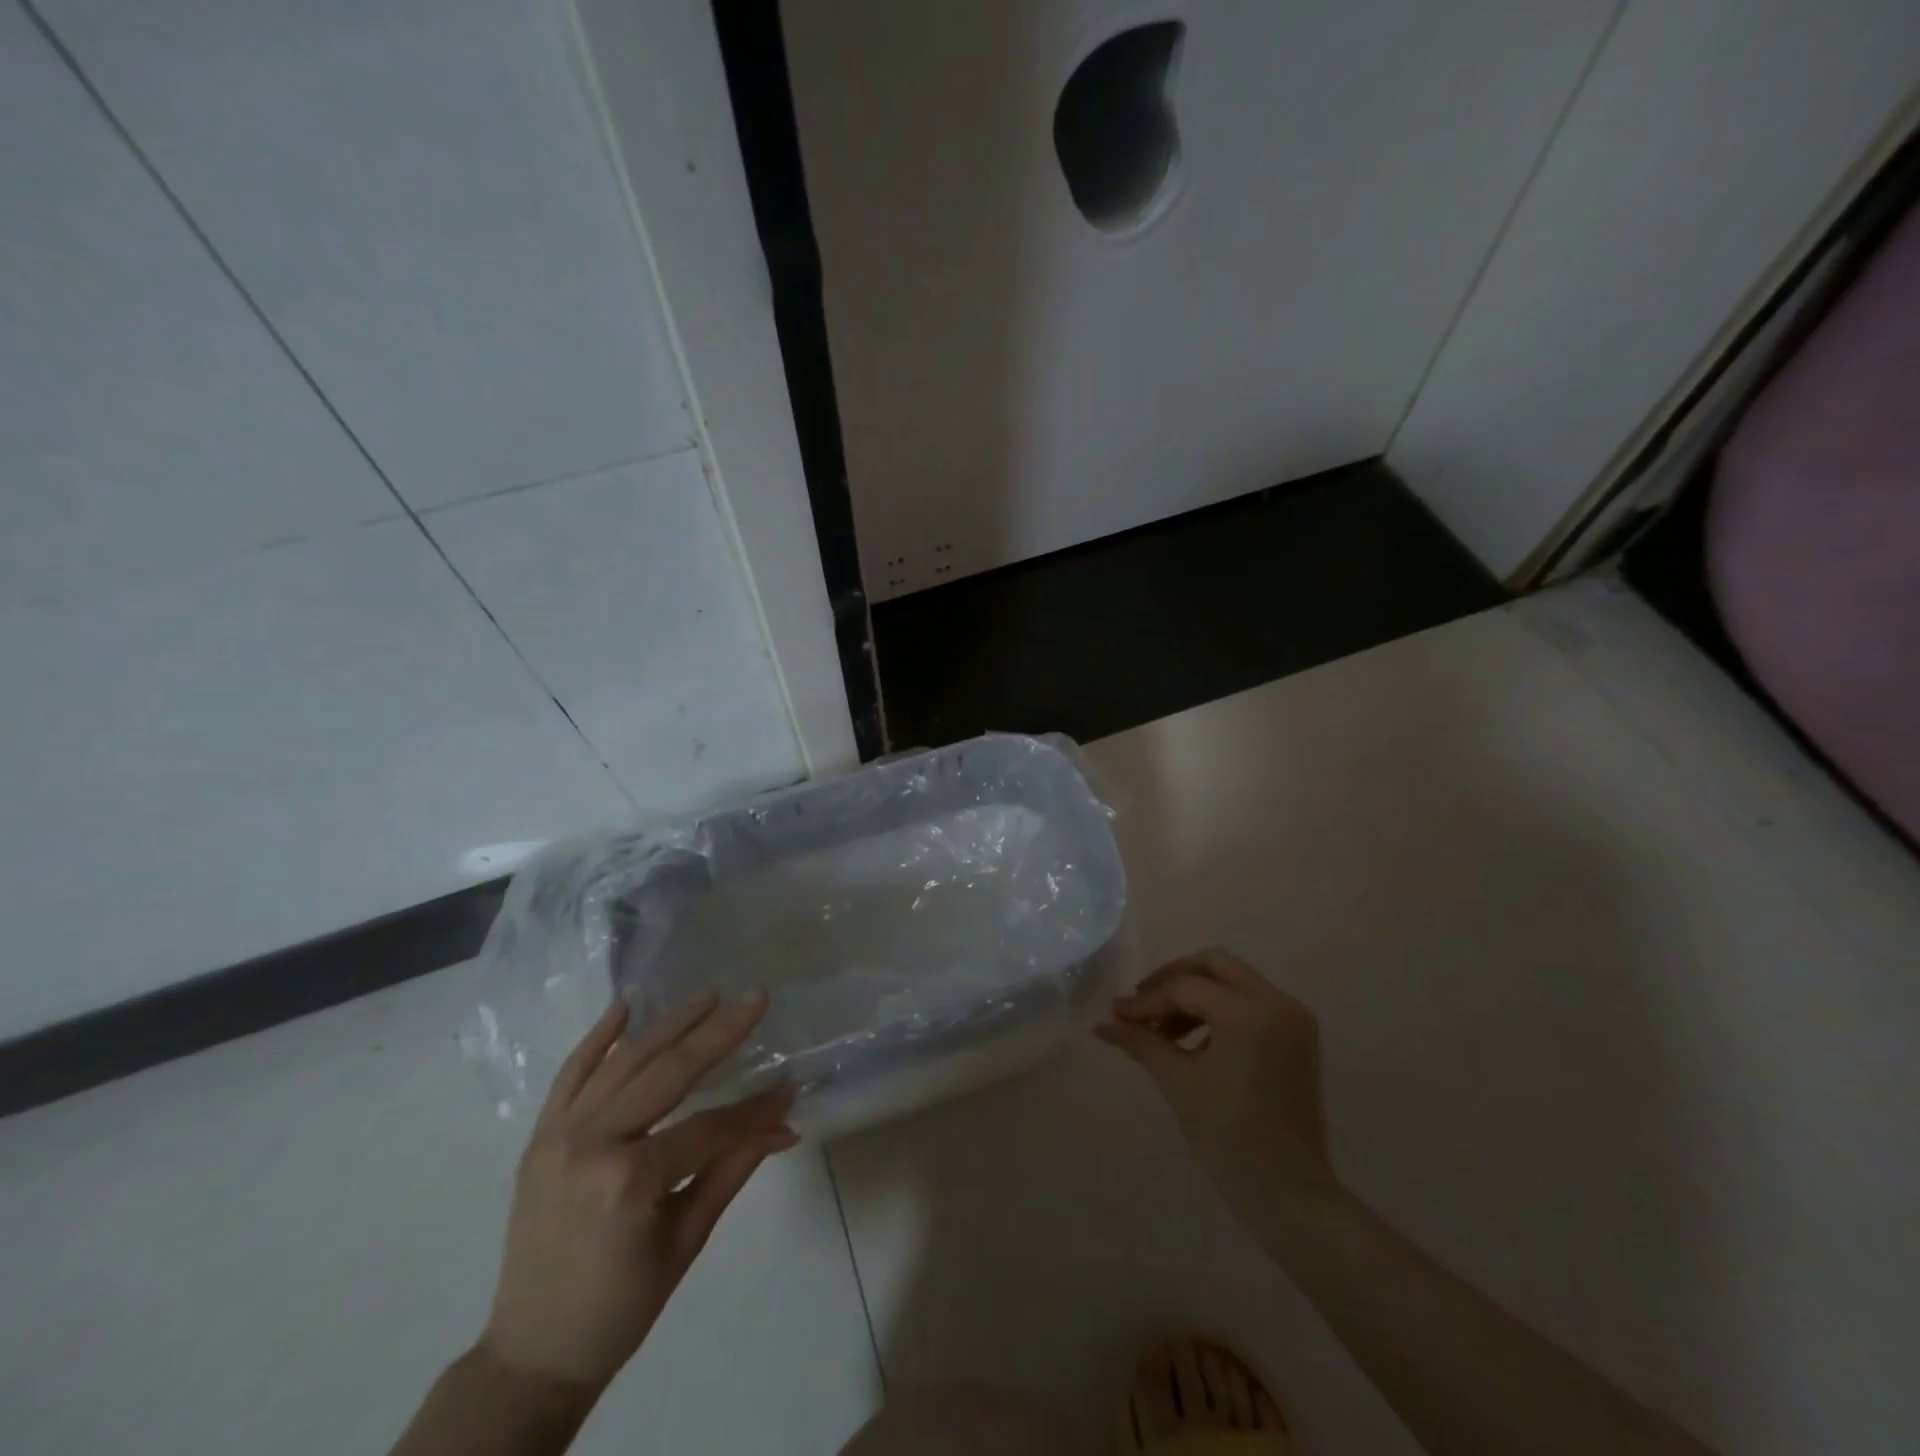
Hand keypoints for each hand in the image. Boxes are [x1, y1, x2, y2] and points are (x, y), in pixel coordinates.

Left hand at [479, 992, 797, 1392]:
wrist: (531, 1354)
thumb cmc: (620, 1307)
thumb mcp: (686, 1240)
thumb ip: (733, 1169)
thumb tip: (785, 1125)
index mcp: (630, 1181)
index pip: (709, 1127)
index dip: (754, 1110)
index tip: (789, 1087)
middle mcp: (592, 1143)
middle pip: (668, 1072)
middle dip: (718, 1032)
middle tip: (756, 998)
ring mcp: (559, 1135)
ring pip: (624, 1061)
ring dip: (670, 1023)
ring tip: (710, 994)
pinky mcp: (540, 1136)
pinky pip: (571, 1074)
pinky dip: (597, 1038)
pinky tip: (626, 1006)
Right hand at [1096, 948, 1337, 1220]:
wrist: (1290, 1195)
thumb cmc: (1230, 1138)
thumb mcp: (1178, 1083)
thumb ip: (1141, 1042)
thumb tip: (1103, 1024)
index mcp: (1250, 1011)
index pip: (1186, 988)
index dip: (1147, 1001)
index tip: (1116, 1015)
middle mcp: (1278, 1002)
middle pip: (1214, 965)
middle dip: (1173, 980)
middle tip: (1142, 1004)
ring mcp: (1293, 1019)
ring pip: (1233, 981)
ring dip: (1195, 995)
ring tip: (1162, 1029)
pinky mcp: (1297, 1038)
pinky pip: (1250, 1004)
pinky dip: (1219, 1012)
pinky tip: (1192, 1042)